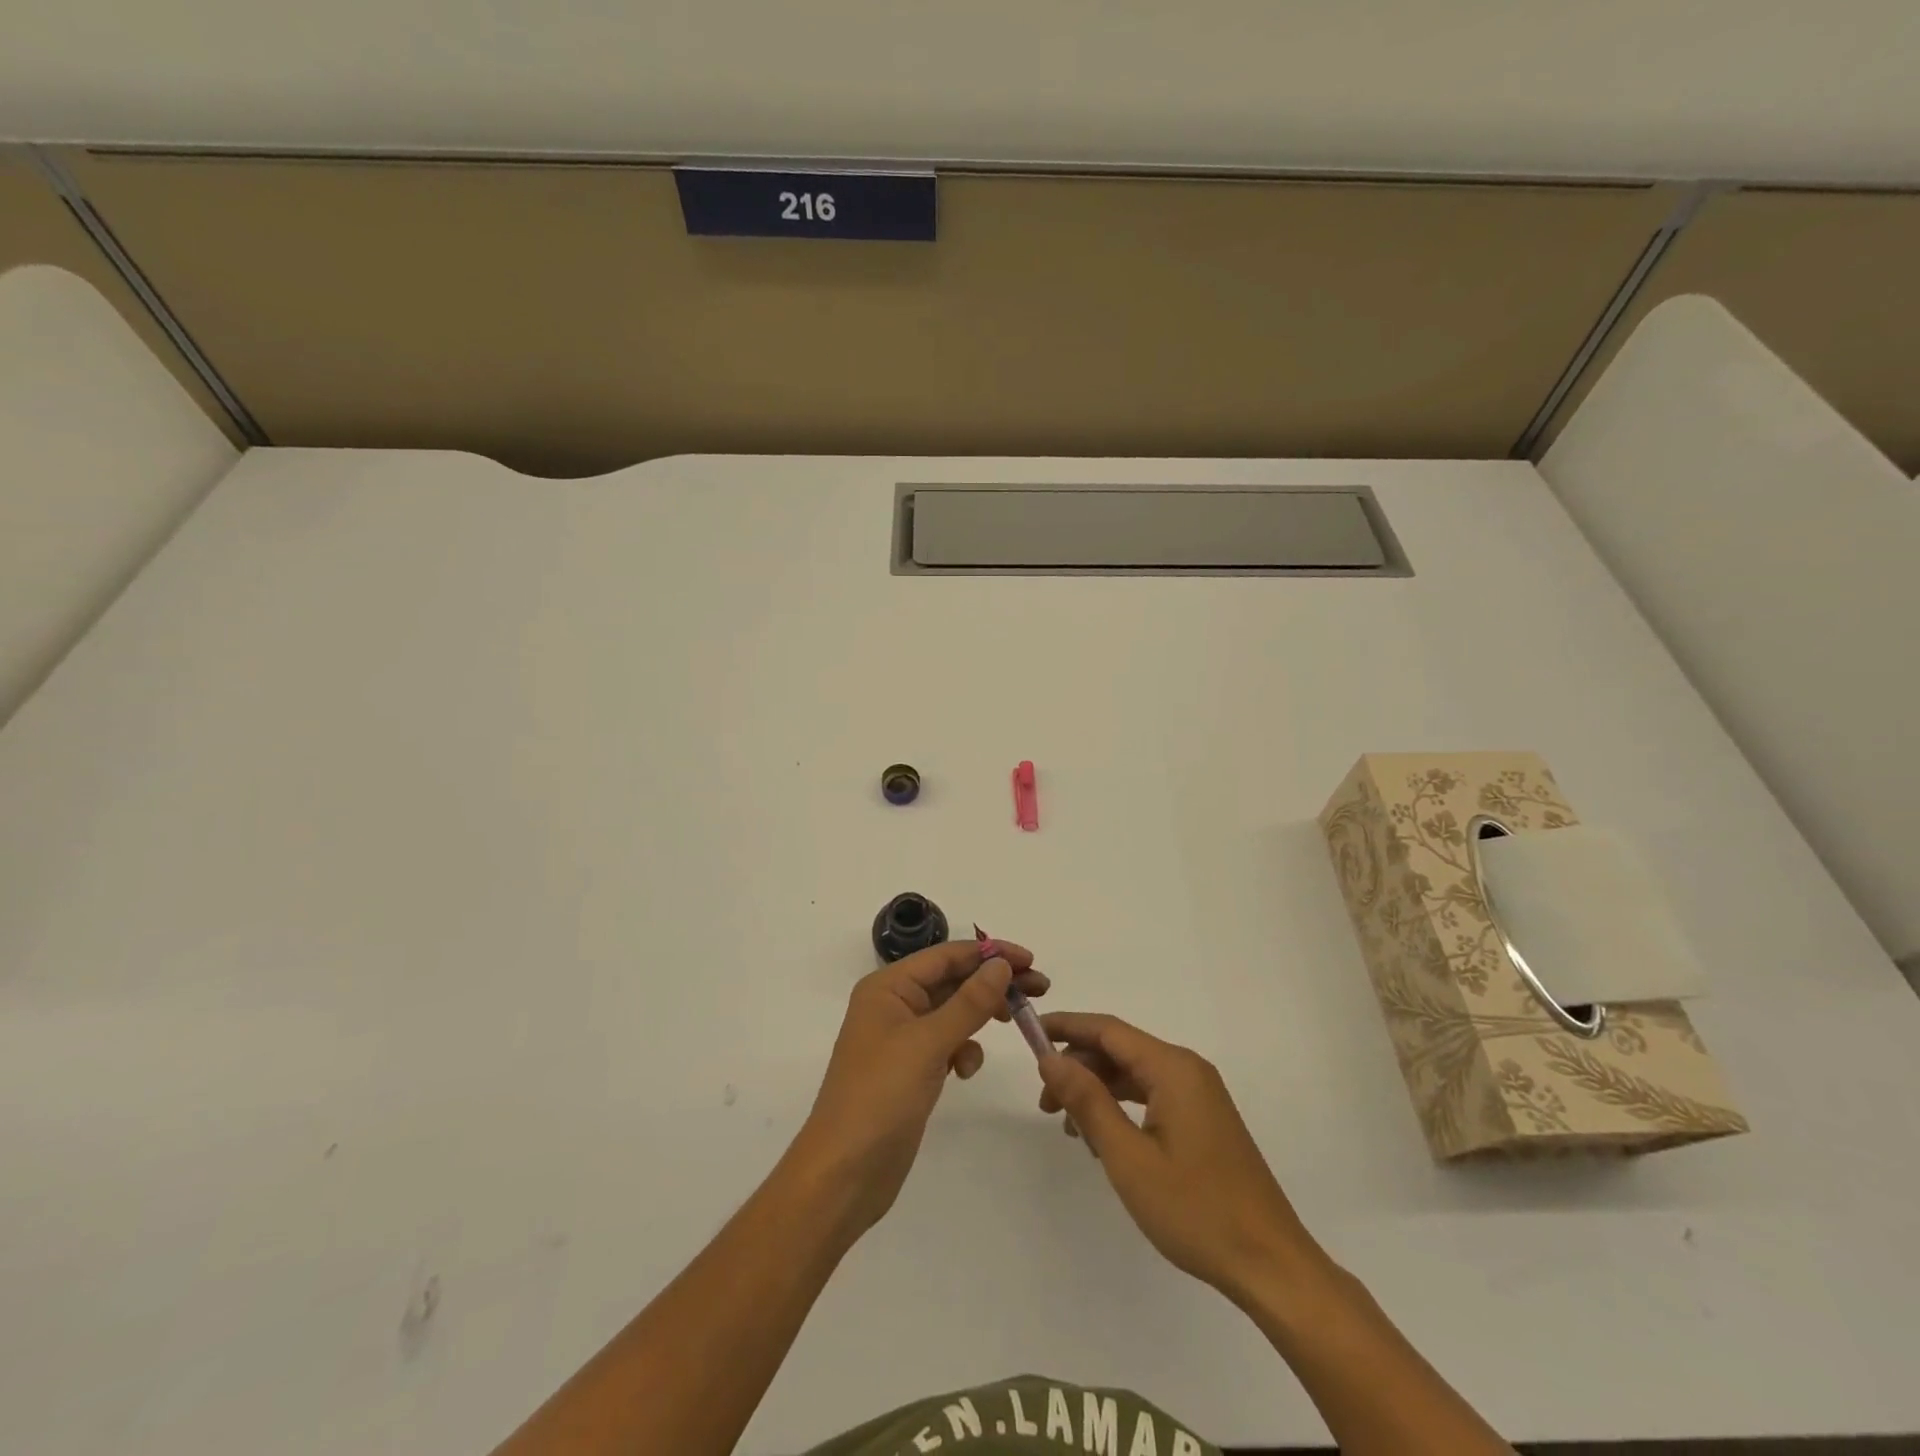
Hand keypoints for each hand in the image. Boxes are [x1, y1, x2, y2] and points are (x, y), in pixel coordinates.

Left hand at [792, 938, 1046, 1235]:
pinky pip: (947, 1044)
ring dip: (980, 1016)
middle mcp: (893, 1005)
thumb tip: (1001, 964)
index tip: (1031, 959)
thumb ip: (969, 1002)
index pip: (946, 955)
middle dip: (992, 983)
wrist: (843, 1174)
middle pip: (952, 980)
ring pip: (953, 1012)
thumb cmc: (880, 1097)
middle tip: (1039, 989)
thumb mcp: (928, 1043)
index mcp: (888, 987)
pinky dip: (964, 1050)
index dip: (989, 953)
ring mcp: (902, 1039)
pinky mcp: (911, 1070)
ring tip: (1013, 1023)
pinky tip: (965, 1070)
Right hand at [1037, 1012, 1328, 1305]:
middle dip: (1079, 1067)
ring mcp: (1200, 1095)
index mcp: (1173, 1068)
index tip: (1030, 1034)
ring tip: (1070, 1127)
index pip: (1109, 1030)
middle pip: (1121, 1050)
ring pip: (1135, 1075)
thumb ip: (1088, 1101)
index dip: (1067, 1027)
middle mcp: (1188, 1070)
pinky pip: (1152, 1096)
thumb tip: (1050, 1058)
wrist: (1270, 1265)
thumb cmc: (1196, 1210)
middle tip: (1046, 1104)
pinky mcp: (1204, 1120)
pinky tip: (1104, 1139)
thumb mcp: (1128, 1157)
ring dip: (1098, 1090)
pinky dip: (1122, 1107)